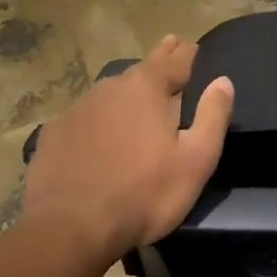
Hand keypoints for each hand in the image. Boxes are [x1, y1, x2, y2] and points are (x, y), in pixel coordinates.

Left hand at [22, 35, 234, 264]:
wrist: (69, 229)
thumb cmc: (144, 194)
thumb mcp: (196, 160)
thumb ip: (213, 116)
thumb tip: (223, 81)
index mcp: (147, 89)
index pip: (176, 59)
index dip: (188, 53)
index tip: (193, 46)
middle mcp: (110, 88)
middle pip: (142, 68)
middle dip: (159, 58)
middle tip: (170, 46)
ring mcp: (77, 110)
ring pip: (111, 92)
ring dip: (127, 91)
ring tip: (138, 94)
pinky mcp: (53, 135)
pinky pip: (85, 117)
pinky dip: (98, 118)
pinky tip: (99, 132)